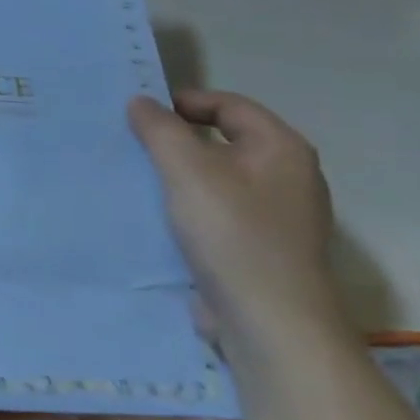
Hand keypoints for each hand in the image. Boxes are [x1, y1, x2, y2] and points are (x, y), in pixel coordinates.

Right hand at [128, 90, 346, 347]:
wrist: (267, 318)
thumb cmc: (231, 232)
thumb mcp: (186, 170)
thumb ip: (160, 129)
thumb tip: (141, 101)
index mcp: (282, 149)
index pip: (230, 105)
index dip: (184, 101)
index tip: (139, 113)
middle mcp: (287, 176)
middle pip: (225, 140)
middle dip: (177, 138)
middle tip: (132, 143)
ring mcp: (276, 215)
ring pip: (218, 178)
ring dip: (179, 174)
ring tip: (138, 178)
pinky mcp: (258, 246)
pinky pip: (217, 210)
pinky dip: (187, 205)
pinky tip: (158, 216)